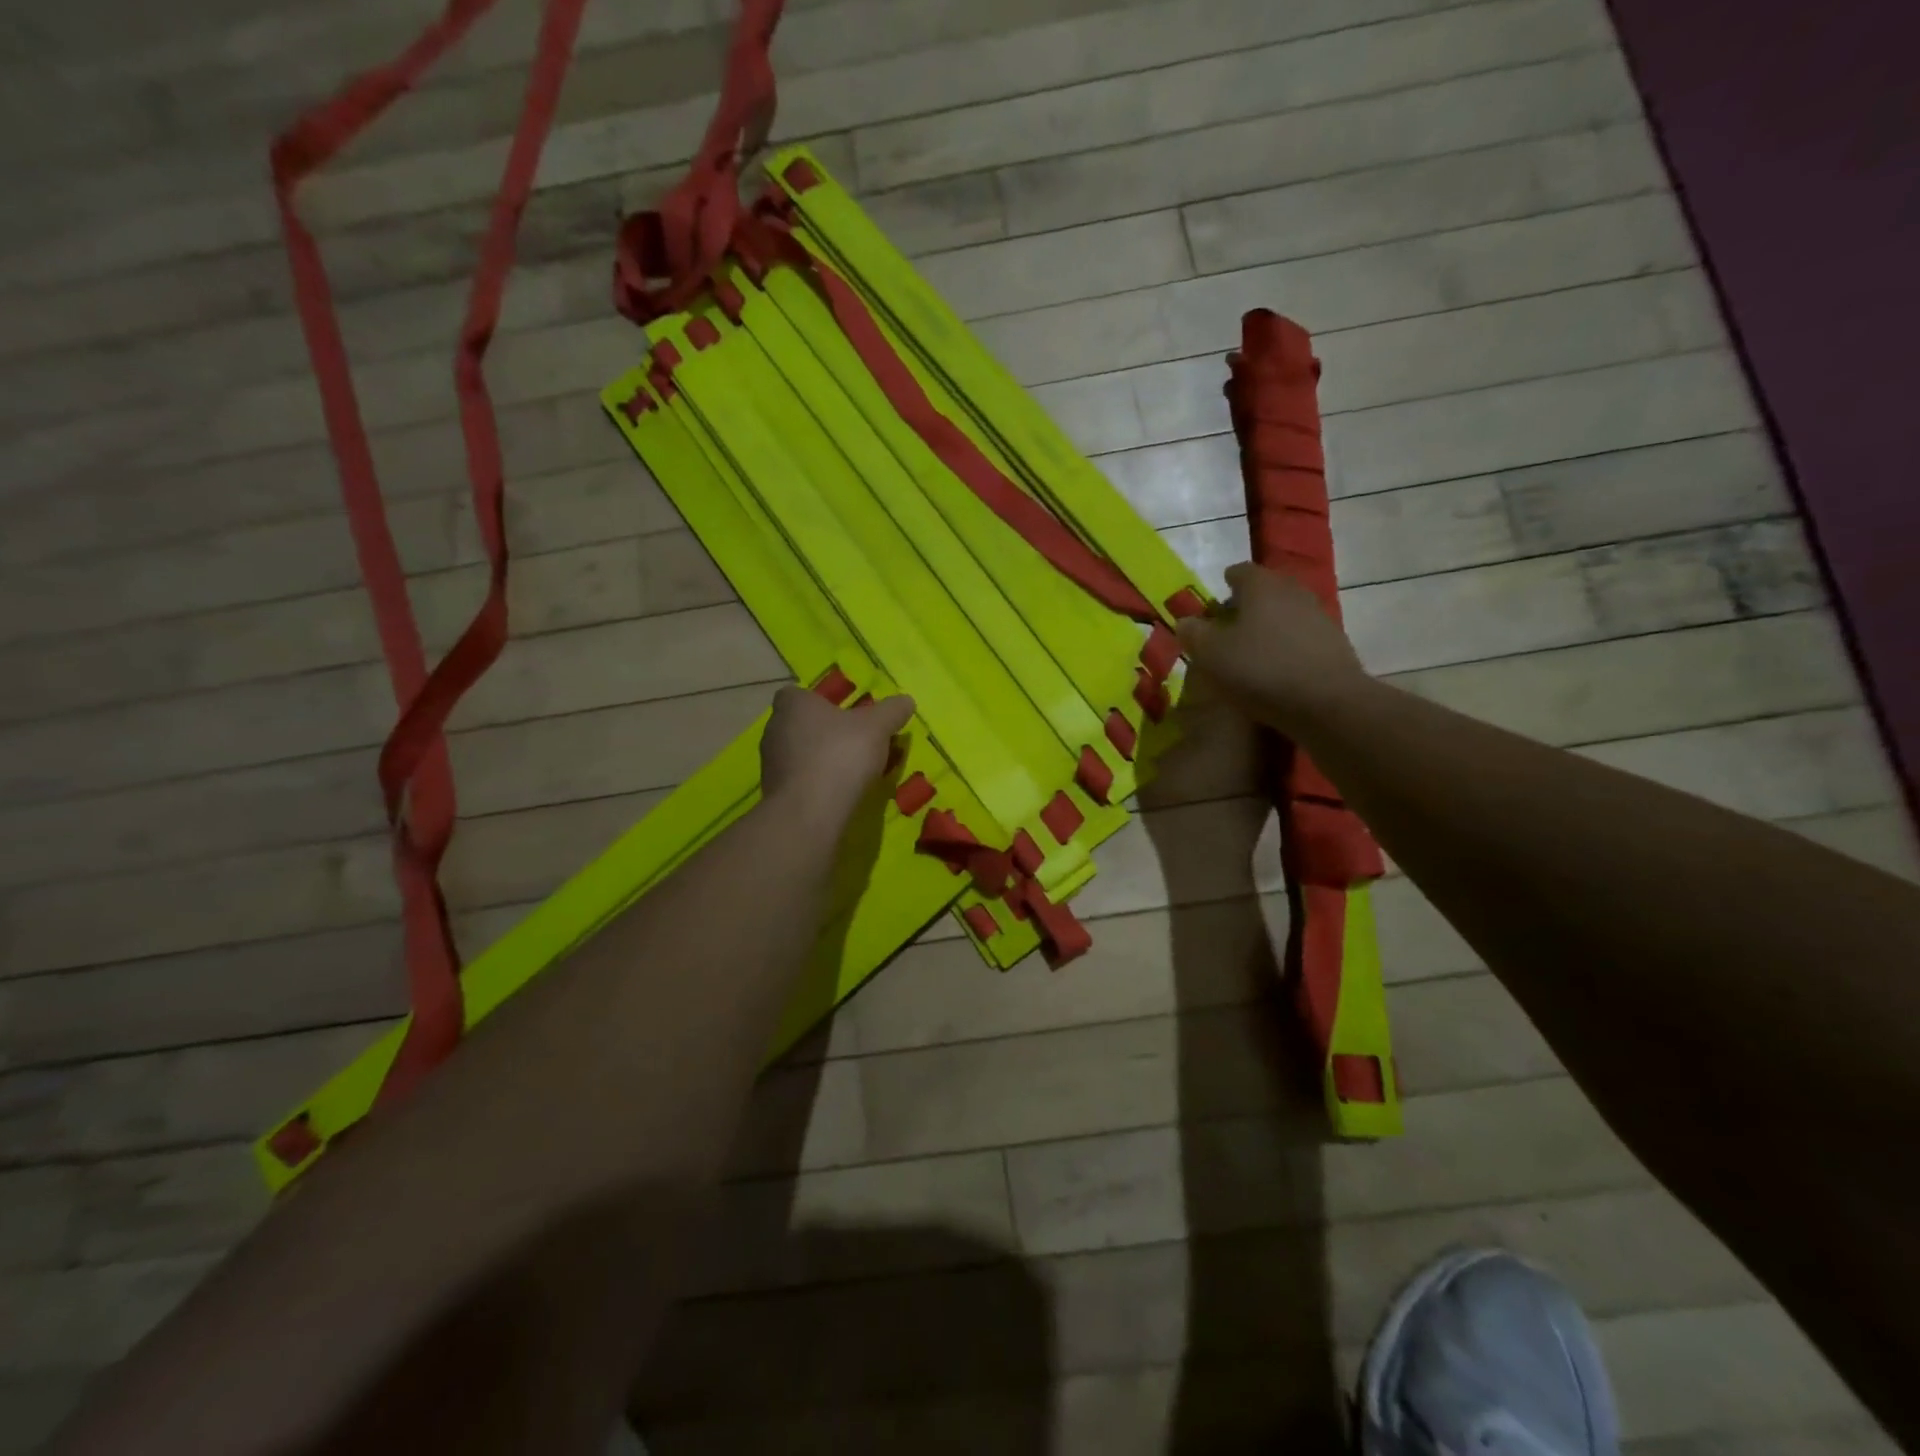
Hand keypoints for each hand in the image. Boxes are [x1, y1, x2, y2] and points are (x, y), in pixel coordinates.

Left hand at [760, 684, 915, 830]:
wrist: (810, 812)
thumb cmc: (840, 755)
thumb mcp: (877, 727)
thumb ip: (892, 711)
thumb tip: (906, 701)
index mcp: (793, 705)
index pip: (799, 694)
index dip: (821, 702)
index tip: (844, 715)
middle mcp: (774, 729)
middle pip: (800, 725)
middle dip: (824, 732)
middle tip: (854, 743)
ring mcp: (770, 764)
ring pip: (798, 754)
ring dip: (819, 760)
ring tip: (850, 772)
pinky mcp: (774, 793)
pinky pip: (798, 781)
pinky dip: (815, 784)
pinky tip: (837, 794)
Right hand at [1175, 562, 1373, 733]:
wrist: (1327, 702)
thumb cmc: (1260, 670)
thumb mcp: (1211, 655)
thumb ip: (1194, 634)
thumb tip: (1186, 621)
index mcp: (1261, 586)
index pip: (1240, 571)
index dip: (1225, 583)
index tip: (1216, 599)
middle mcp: (1293, 592)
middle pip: (1267, 589)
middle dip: (1247, 603)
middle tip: (1229, 624)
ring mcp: (1318, 616)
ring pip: (1286, 612)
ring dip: (1269, 625)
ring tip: (1252, 649)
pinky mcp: (1335, 643)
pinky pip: (1302, 636)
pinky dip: (1287, 645)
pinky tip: (1277, 667)